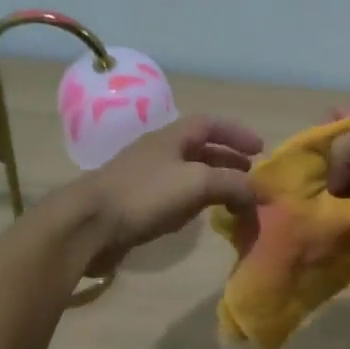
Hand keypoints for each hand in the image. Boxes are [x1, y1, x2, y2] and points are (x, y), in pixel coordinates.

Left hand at [66, 116, 263, 274]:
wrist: (89, 225)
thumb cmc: (144, 195)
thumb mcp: (197, 183)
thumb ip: (232, 184)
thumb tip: (259, 193)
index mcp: (172, 137)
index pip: (210, 124)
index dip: (236, 133)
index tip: (260, 150)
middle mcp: (159, 153)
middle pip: (200, 149)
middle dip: (229, 161)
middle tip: (252, 179)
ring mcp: (146, 179)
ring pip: (188, 175)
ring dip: (213, 184)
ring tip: (234, 200)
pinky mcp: (137, 205)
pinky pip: (175, 198)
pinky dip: (195, 203)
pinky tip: (202, 217)